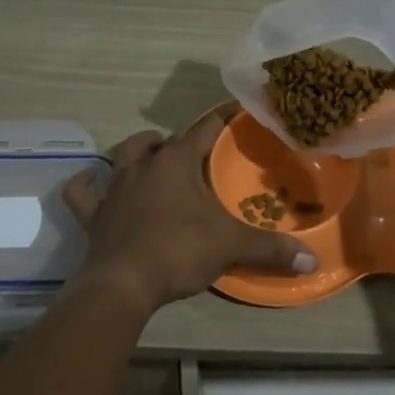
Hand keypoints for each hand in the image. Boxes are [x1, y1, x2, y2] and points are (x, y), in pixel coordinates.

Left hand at [62, 106, 316, 314]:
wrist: (122, 285)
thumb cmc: (178, 251)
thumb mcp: (230, 247)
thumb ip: (271, 250)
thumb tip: (312, 260)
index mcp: (176, 162)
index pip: (203, 129)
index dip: (220, 118)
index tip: (234, 109)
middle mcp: (142, 166)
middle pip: (158, 140)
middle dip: (176, 140)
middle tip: (193, 152)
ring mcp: (114, 189)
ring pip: (122, 156)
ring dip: (136, 152)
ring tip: (150, 156)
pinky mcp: (94, 215)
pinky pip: (82, 193)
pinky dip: (85, 185)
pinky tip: (90, 180)